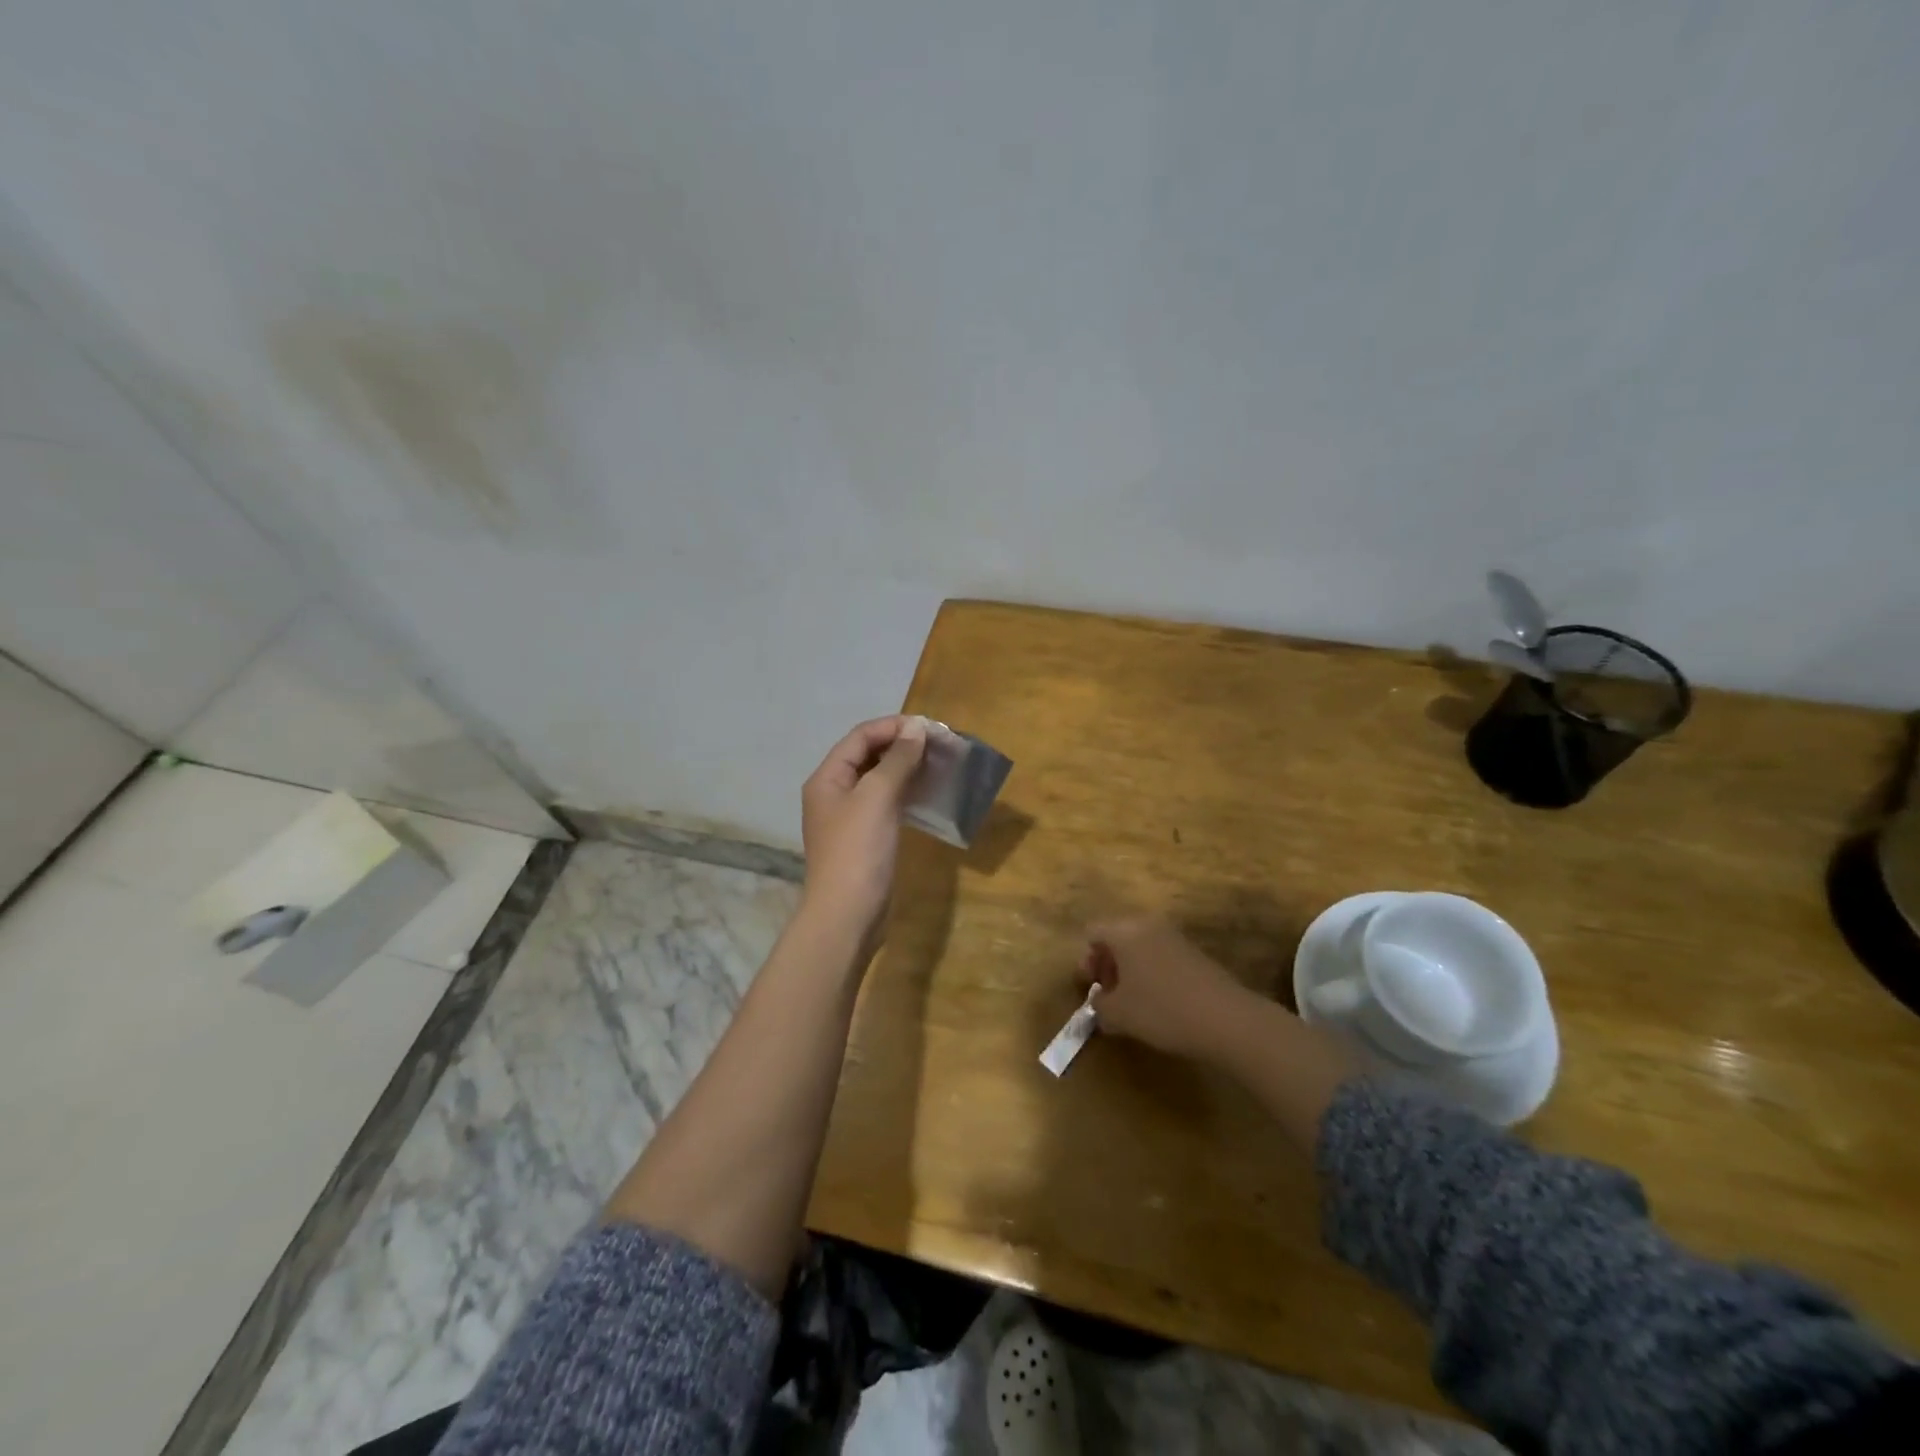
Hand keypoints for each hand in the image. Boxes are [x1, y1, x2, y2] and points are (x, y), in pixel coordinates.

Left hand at [799, 715, 928, 946]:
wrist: (847, 915)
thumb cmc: (858, 851)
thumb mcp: (877, 798)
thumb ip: (897, 760)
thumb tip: (916, 729)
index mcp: (828, 778)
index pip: (860, 737)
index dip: (893, 727)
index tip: (930, 728)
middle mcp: (834, 793)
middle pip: (868, 756)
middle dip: (902, 746)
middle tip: (939, 745)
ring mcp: (850, 818)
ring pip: (879, 780)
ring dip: (906, 768)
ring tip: (939, 764)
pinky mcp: (866, 838)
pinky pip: (886, 804)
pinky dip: (906, 793)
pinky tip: (928, 793)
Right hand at [1077, 916, 1256, 1060]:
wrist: (1226, 1019)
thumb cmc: (1161, 1010)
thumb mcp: (1118, 1014)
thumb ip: (1099, 1005)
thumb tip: (1100, 1002)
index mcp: (1125, 932)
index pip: (1093, 932)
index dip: (1086, 960)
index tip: (1091, 988)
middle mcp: (1148, 925)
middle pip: (1116, 936)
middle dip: (1107, 964)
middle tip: (1107, 995)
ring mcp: (1174, 937)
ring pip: (1139, 946)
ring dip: (1129, 970)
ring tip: (1132, 1003)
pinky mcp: (1194, 953)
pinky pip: (1160, 956)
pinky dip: (1151, 974)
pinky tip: (1158, 1003)